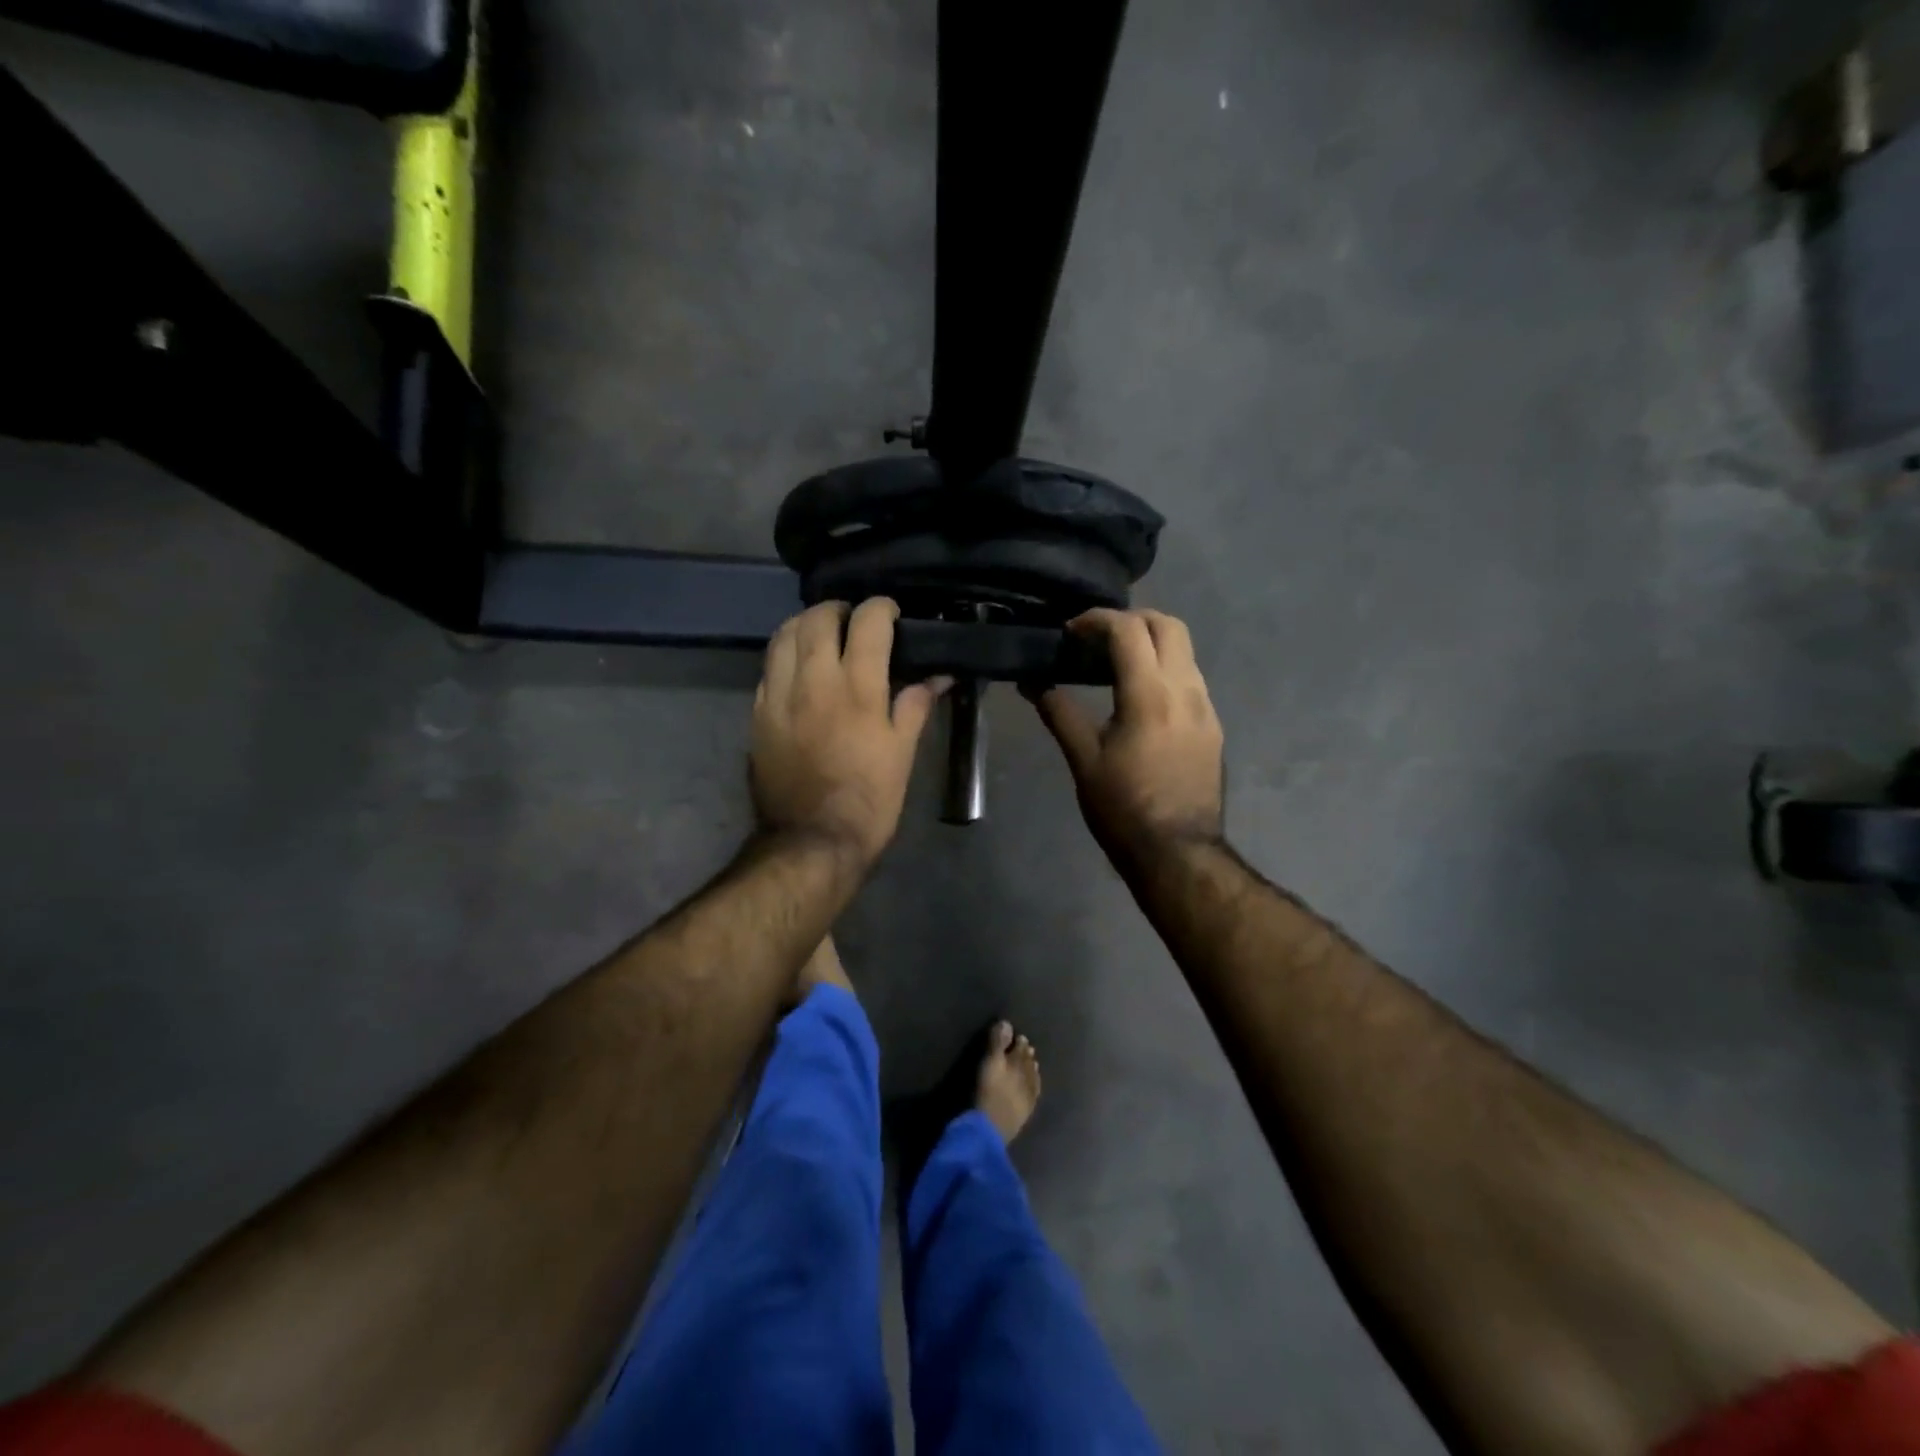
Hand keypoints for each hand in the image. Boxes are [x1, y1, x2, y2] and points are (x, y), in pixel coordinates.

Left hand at [751, 598, 943, 867]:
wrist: (811, 842)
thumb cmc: (868, 800)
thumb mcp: (902, 754)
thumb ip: (915, 706)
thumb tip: (938, 676)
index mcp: (857, 688)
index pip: (867, 623)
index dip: (881, 608)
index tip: (890, 613)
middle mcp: (813, 681)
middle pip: (818, 618)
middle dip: (838, 608)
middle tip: (853, 619)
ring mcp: (779, 696)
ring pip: (784, 636)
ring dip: (805, 624)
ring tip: (821, 633)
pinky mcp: (758, 714)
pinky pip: (768, 668)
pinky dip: (785, 655)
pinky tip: (798, 668)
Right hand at [1033, 609, 1224, 865]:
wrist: (1178, 852)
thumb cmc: (1123, 808)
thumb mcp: (1084, 761)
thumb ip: (1059, 713)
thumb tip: (1033, 683)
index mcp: (1149, 695)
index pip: (1128, 630)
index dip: (1097, 620)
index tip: (1072, 631)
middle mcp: (1185, 690)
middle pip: (1169, 625)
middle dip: (1133, 618)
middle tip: (1098, 637)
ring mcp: (1206, 707)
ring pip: (1185, 650)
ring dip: (1152, 642)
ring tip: (1117, 663)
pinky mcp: (1214, 726)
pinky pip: (1191, 678)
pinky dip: (1165, 668)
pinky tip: (1142, 695)